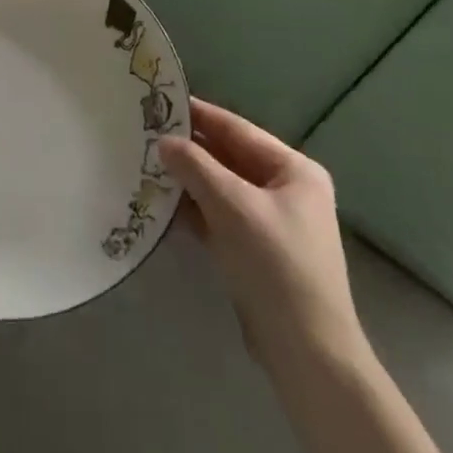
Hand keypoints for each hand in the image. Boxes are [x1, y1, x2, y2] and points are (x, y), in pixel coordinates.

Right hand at [159, 98, 364, 371]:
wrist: (307, 353)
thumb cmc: (275, 265)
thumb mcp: (232, 206)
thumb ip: (195, 167)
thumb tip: (163, 141)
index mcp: (294, 170)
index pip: (237, 130)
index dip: (199, 115)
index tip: (161, 100)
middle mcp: (286, 190)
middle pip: (229, 158)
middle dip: (190, 149)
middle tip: (145, 132)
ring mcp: (272, 222)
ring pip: (222, 188)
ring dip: (188, 179)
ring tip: (146, 163)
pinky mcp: (257, 251)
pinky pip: (220, 216)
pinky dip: (195, 209)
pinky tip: (162, 202)